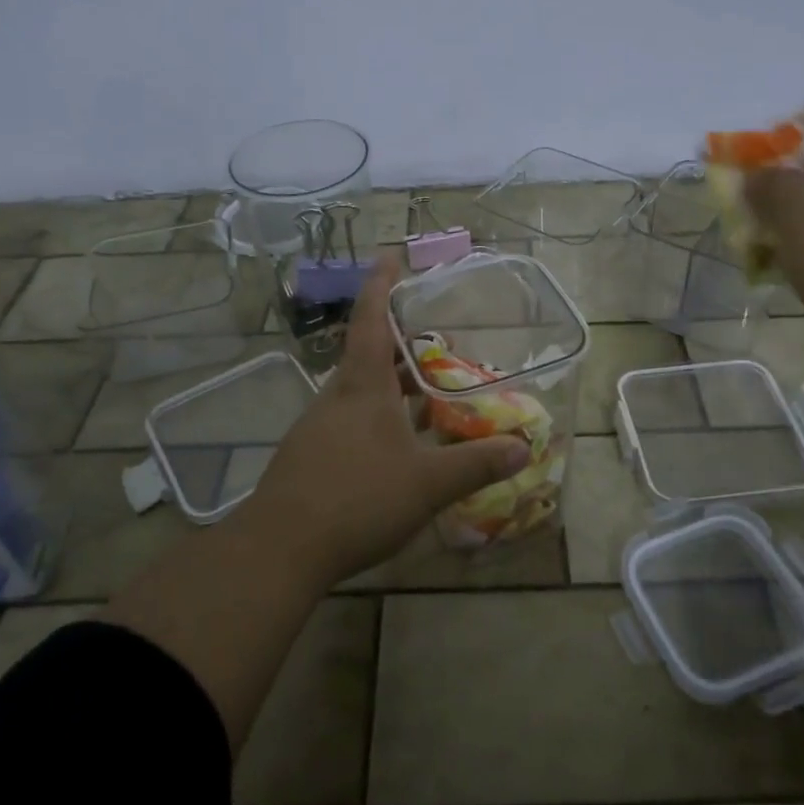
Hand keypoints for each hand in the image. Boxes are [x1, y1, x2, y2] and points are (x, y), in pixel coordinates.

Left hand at [237, 254, 531, 587]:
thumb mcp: (427, 483)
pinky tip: (395, 448)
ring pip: (358, 392)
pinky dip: (376, 419)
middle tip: (434, 343)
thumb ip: (476, 463)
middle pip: (367, 355)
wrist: (279, 549)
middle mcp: (336, 397)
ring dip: (390, 387)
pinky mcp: (308, 456)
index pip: (371, 320)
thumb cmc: (357, 499)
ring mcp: (317, 427)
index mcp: (363, 387)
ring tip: (424, 396)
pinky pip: (348, 422)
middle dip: (399, 344)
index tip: (389, 256)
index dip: (381, 285)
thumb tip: (523, 445)